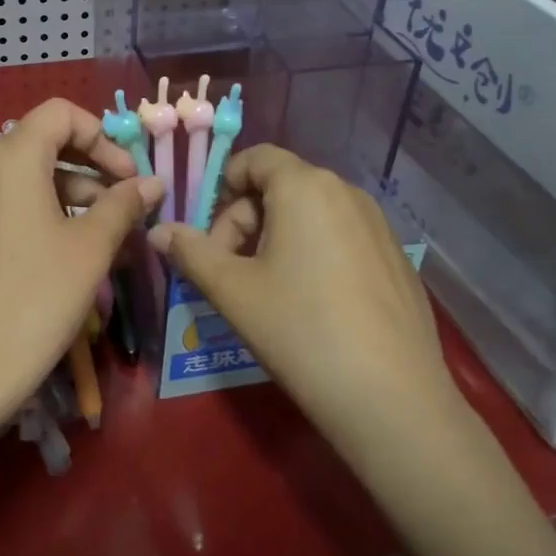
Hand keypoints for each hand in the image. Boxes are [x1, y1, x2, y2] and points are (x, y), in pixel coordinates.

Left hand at [0, 99, 161, 422]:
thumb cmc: (37, 295)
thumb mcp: (91, 247)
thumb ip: (124, 204)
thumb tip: (154, 182)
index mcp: (14, 158)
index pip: (61, 113)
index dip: (102, 134)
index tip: (129, 174)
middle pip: (49, 142)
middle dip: (95, 164)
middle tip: (130, 200)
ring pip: (37, 176)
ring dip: (80, 192)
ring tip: (118, 230)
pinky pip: (21, 204)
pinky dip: (55, 213)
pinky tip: (84, 249)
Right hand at [149, 145, 449, 422]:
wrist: (390, 397)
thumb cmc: (299, 330)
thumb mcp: (232, 290)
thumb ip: (191, 252)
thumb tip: (159, 230)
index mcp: (305, 187)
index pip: (255, 158)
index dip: (222, 188)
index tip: (210, 238)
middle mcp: (347, 192)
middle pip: (281, 186)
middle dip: (245, 220)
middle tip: (230, 272)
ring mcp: (379, 225)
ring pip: (312, 213)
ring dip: (277, 238)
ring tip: (268, 291)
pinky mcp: (396, 258)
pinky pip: (342, 237)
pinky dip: (315, 254)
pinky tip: (313, 306)